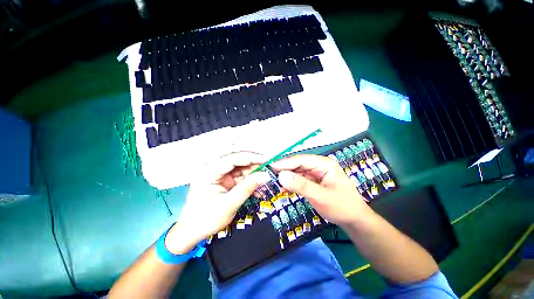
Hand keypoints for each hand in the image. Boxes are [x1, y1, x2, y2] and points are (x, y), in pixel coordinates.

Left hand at [165, 152, 270, 253]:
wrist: (191, 233)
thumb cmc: (205, 220)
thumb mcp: (228, 205)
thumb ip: (247, 188)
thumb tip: (266, 176)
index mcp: (209, 171)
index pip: (233, 158)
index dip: (251, 157)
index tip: (267, 159)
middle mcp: (214, 169)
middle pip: (238, 161)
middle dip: (255, 165)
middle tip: (270, 169)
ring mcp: (220, 175)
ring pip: (241, 168)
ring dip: (254, 174)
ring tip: (267, 180)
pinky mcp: (225, 181)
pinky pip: (241, 177)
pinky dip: (251, 181)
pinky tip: (259, 188)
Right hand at [271, 154, 374, 227]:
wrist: (354, 220)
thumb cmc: (342, 206)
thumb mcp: (321, 196)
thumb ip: (301, 185)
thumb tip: (281, 176)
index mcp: (324, 163)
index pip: (301, 160)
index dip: (285, 163)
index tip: (270, 167)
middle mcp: (318, 165)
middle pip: (297, 164)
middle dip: (284, 169)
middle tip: (268, 175)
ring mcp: (315, 173)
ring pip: (297, 172)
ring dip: (286, 177)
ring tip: (273, 182)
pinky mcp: (313, 181)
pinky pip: (299, 179)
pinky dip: (291, 183)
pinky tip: (283, 188)